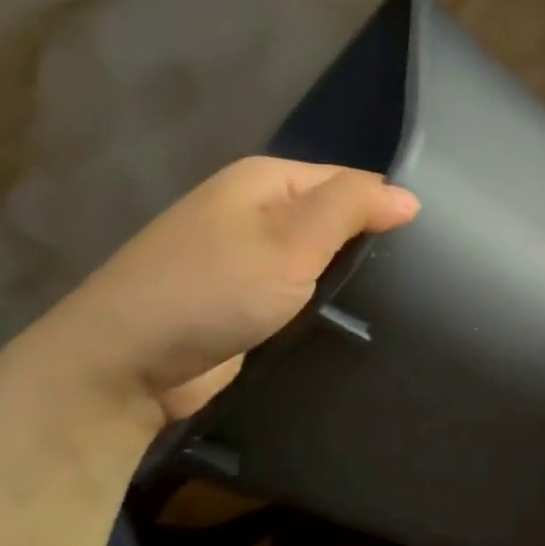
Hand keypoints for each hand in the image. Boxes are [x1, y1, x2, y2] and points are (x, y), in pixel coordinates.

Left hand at [21, 158, 418, 428]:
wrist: (121, 365)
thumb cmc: (211, 292)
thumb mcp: (290, 242)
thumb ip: (351, 209)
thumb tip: (408, 197)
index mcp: (266, 179)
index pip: (351, 182)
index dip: (386, 211)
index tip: (423, 254)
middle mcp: (255, 209)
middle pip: (334, 219)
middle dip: (367, 247)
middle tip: (411, 285)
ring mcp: (245, 256)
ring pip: (317, 258)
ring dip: (345, 279)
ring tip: (391, 305)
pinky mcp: (241, 299)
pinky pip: (296, 290)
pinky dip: (319, 302)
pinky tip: (346, 322)